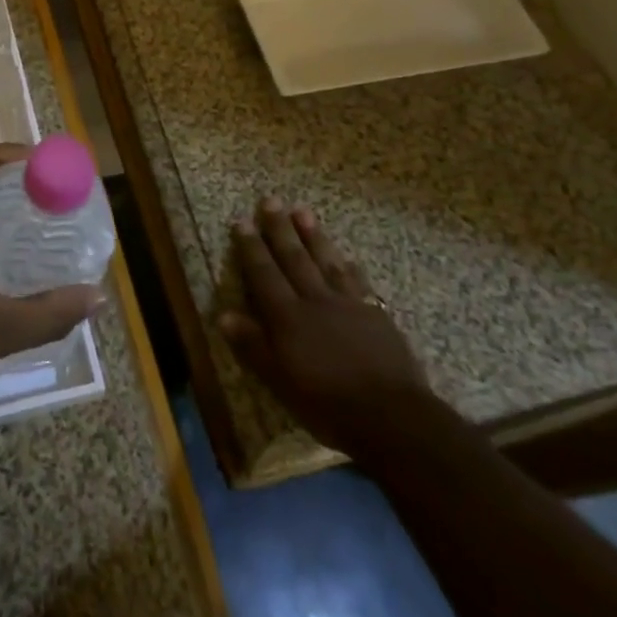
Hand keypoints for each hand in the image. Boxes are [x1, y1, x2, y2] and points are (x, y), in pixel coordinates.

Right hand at [220, 198, 434, 454]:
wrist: (392, 416)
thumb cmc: (328, 404)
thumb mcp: (280, 382)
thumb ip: (253, 346)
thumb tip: (224, 314)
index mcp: (288, 317)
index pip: (264, 274)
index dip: (251, 247)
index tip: (242, 220)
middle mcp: (315, 300)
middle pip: (294, 258)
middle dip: (280, 229)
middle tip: (271, 200)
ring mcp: (348, 304)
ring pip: (327, 261)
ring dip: (313, 236)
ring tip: (303, 211)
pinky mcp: (375, 315)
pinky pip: (358, 282)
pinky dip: (350, 267)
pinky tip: (348, 257)